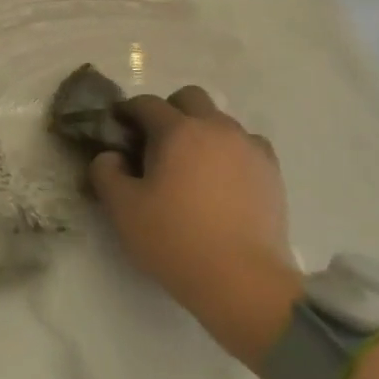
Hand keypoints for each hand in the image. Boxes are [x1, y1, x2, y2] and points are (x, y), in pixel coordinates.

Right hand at [90, 87, 302, 368]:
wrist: (242, 281)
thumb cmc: (175, 239)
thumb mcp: (123, 209)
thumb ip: (106, 172)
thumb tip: (111, 156)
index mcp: (177, 130)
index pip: (146, 104)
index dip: (127, 113)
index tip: (118, 131)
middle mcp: (216, 128)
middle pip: (190, 98)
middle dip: (169, 111)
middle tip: (156, 144)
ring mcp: (249, 147)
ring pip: (220, 121)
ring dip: (201, 132)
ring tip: (191, 167)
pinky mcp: (272, 172)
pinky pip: (246, 145)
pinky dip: (230, 152)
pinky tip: (222, 180)